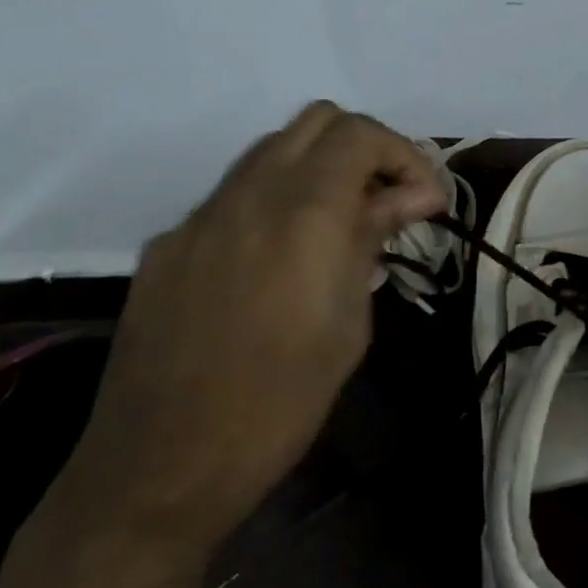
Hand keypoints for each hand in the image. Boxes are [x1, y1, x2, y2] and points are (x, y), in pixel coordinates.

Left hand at [49, 102, 444, 571]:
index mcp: (302, 209)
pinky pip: (232, 197)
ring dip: (317, 168)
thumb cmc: (279, 403)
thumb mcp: (348, 321)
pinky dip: (271, 204)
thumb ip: (373, 238)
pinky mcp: (167, 244)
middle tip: (387, 199)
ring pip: (271, 150)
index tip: (426, 202)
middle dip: (364, 148)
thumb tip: (414, 195)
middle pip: (316, 120)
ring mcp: (200, 215)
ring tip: (339, 225)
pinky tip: (277, 263)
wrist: (160, 468)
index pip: (361, 133)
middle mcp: (248, 192)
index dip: (405, 155)